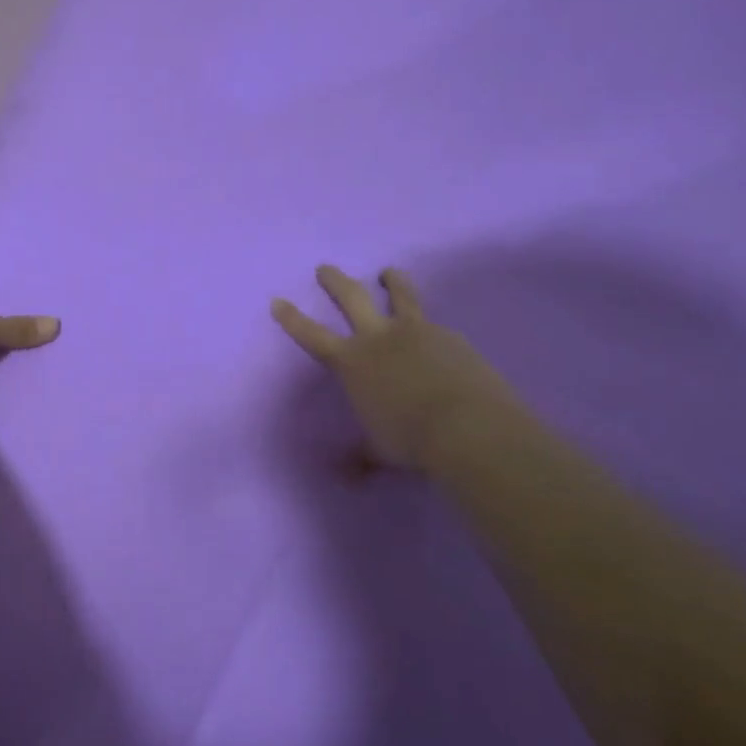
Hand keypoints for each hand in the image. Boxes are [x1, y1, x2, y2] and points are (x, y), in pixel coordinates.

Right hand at [273, 265, 523, 472]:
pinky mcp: (450, 336)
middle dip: (335, 281)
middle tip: (325, 268)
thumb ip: (361, 456)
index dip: (293, 319)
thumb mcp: (379, 450)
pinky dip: (430, 326)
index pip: (312, 336)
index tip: (278, 301)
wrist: (467, 427)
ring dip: (392, 280)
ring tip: (388, 272)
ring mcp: (417, 331)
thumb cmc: (411, 440)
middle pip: (352, 298)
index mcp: (352, 362)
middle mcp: (379, 337)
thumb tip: (345, 477)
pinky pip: (435, 325)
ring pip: (400, 295)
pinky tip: (437, 335)